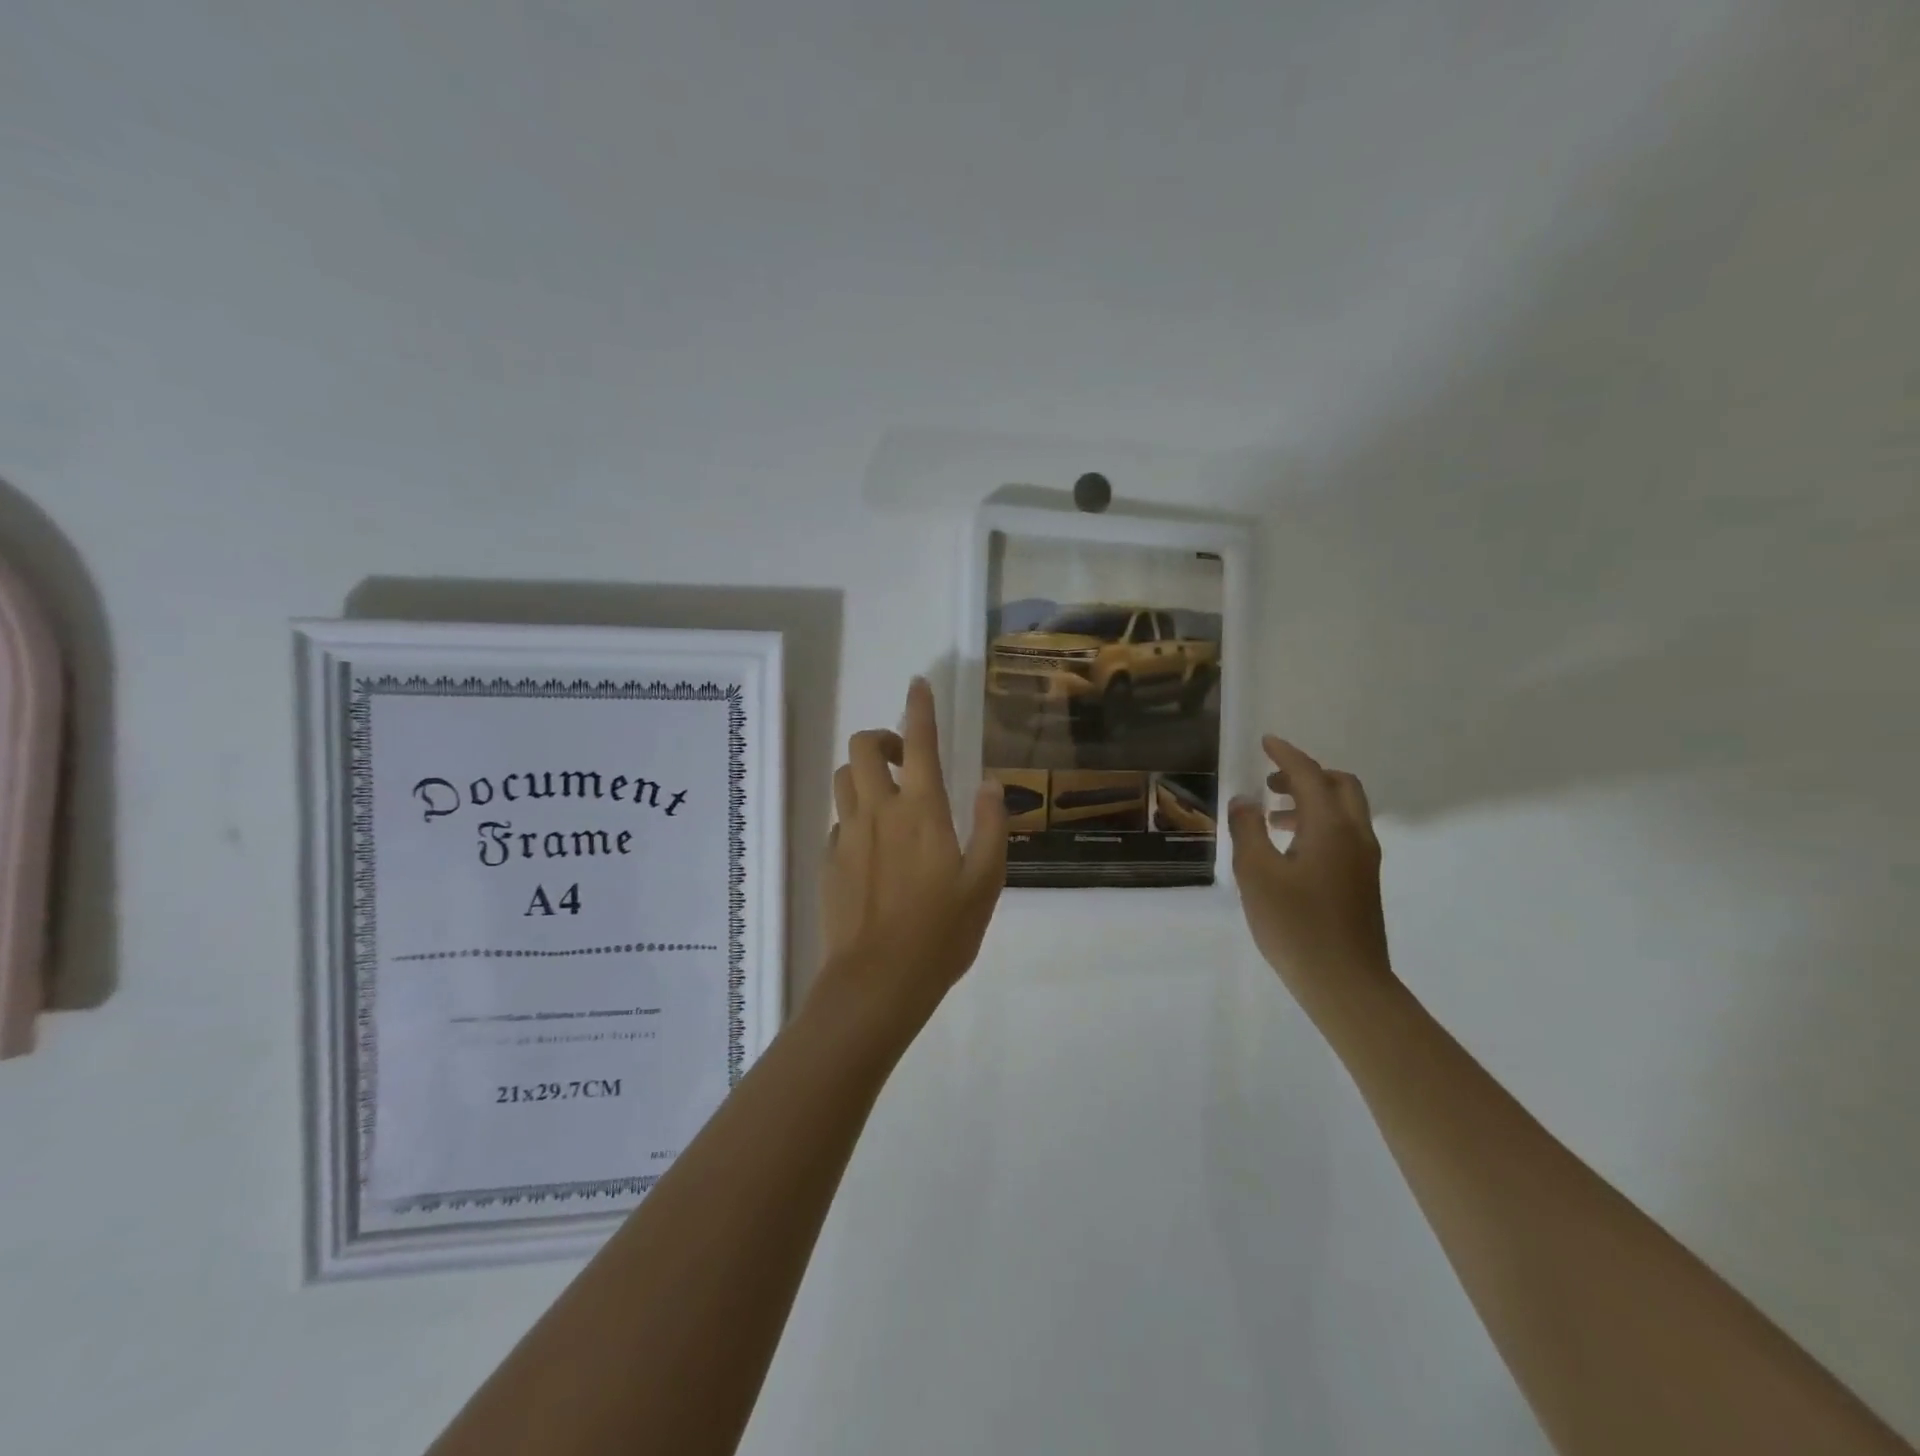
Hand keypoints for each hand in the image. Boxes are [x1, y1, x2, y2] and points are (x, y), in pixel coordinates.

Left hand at [812, 677, 1007, 1038]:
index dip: (920, 708)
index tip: (919, 684)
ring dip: (865, 772)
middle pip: (863, 746)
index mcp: (922, 811)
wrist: (877, 981)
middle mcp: (879, 811)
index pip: (920, 742)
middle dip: (882, 737)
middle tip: (906, 759)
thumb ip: (990, 826)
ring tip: (888, 797)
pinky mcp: (828, 861)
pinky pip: (838, 819)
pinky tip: (872, 845)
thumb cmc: (941, 933)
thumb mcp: (985, 882)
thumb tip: (989, 783)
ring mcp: (847, 835)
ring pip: (845, 777)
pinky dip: (855, 814)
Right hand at [1227, 735, 1391, 1005]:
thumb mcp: (1256, 874)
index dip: (1286, 755)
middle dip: (1306, 775)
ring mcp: (1364, 861)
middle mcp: (1355, 836)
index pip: (1310, 776)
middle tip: (1270, 783)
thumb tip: (1245, 801)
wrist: (1346, 984)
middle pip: (1340, 786)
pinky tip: (1289, 850)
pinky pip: (1343, 834)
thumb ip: (1247, 830)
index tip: (1266, 742)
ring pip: (1344, 811)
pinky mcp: (1363, 882)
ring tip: (1272, 817)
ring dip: (1311, 801)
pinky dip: (1318, 824)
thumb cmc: (1296, 925)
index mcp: (1331, 827)